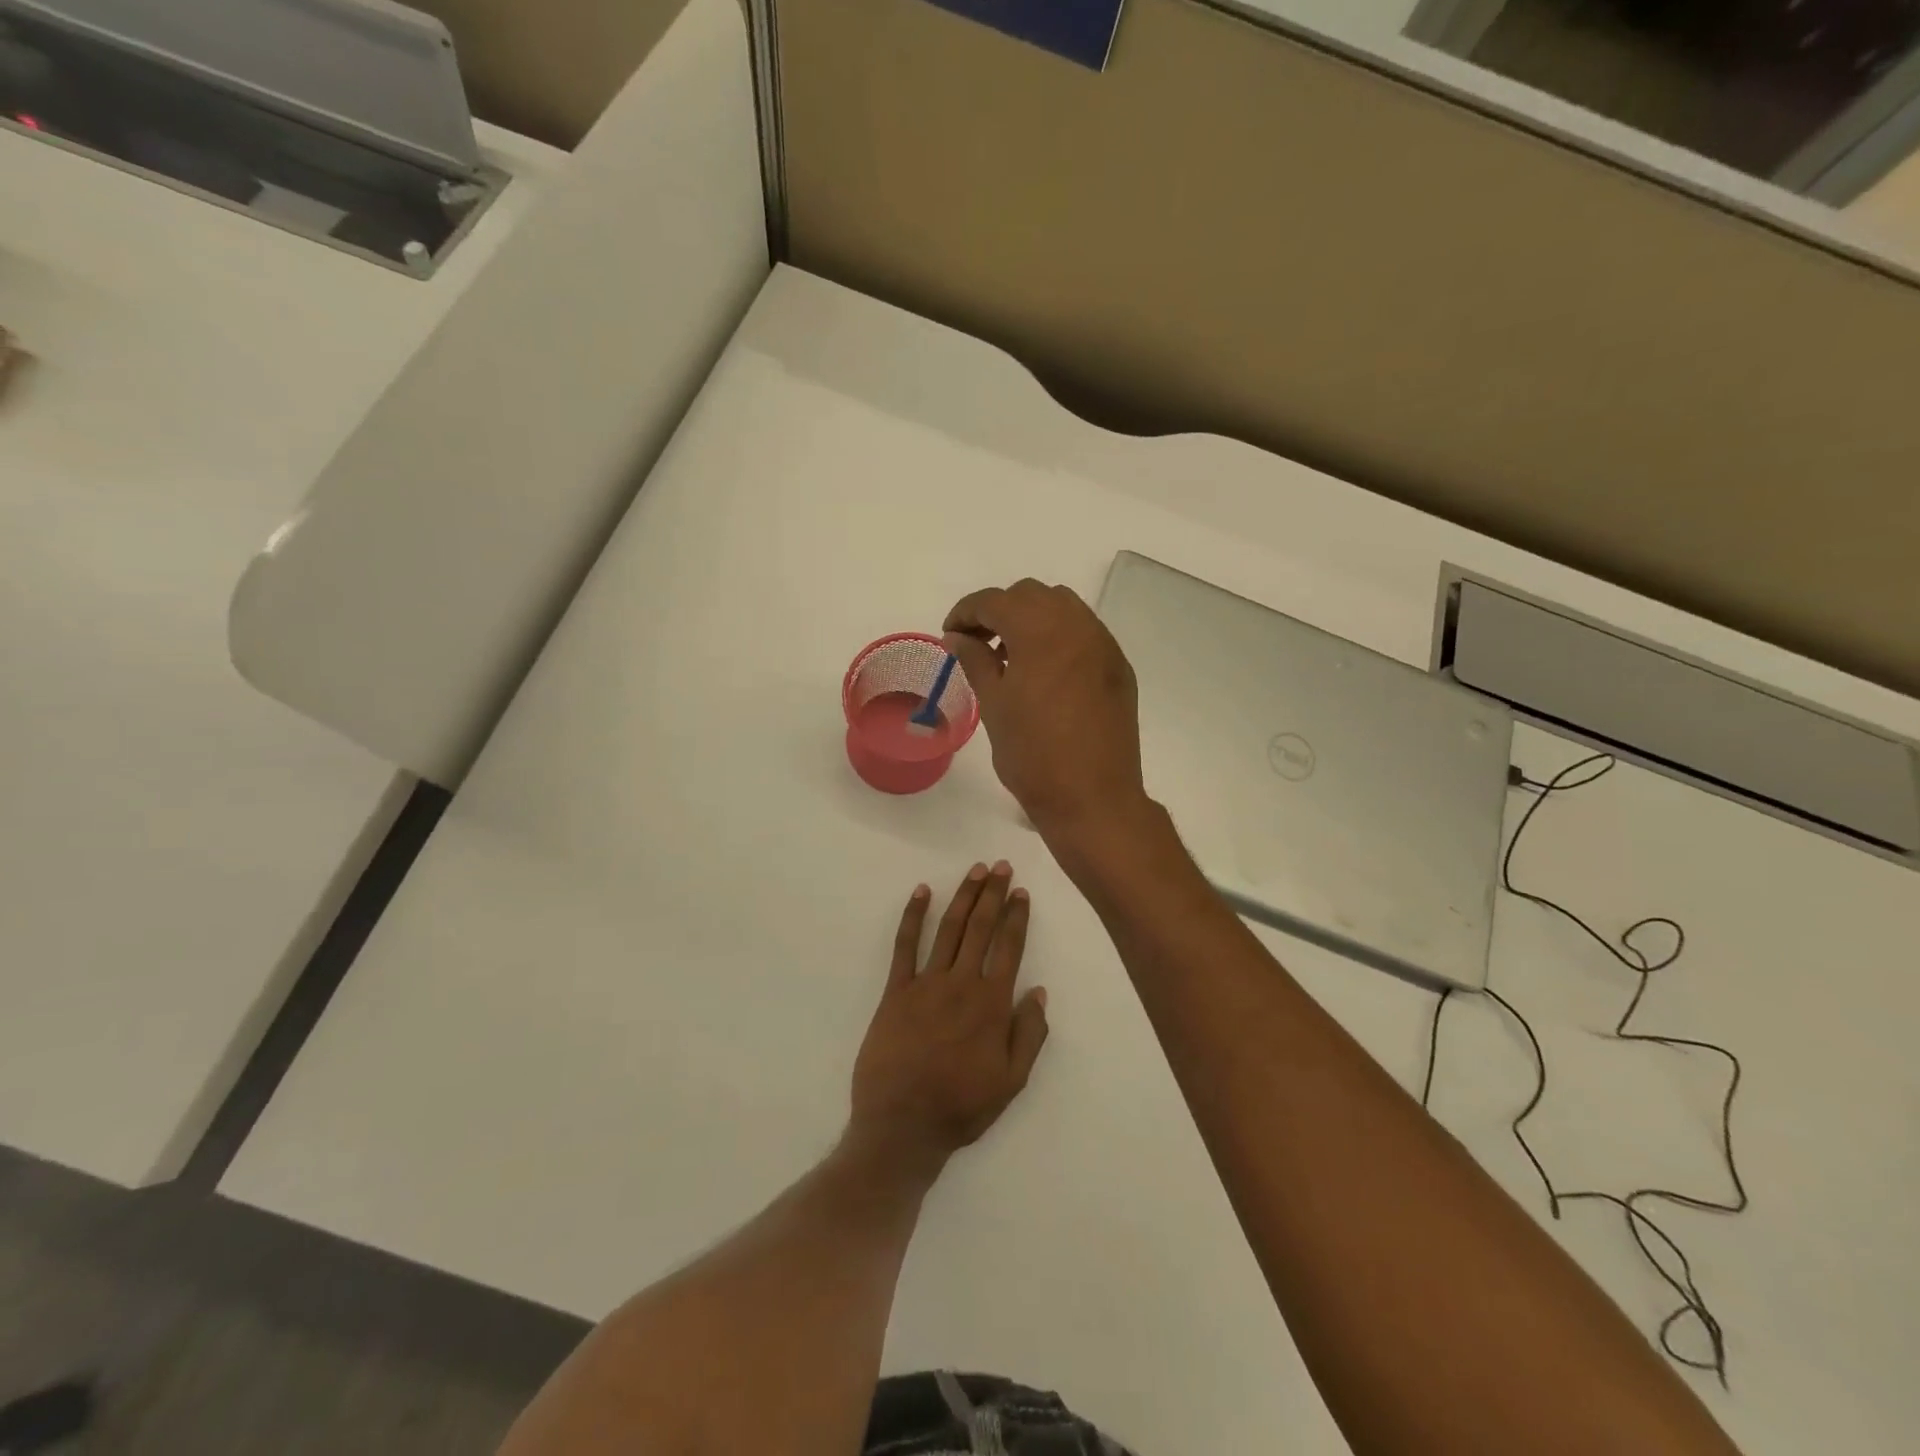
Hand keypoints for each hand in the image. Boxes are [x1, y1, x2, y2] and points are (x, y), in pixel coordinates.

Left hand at [848, 864, 1049, 1179]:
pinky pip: (905, 946)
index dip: (1016, 917)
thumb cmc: (961, 1106)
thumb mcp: (1011, 1082)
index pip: (1009, 948)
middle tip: (1000, 866)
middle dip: (992, 894)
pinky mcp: (896, 991)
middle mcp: (961, 984)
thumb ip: (1029, 1035)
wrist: (902, 1125)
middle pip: (980, 928)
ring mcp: (926, 983)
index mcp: (992, 1004)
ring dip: (963, 896)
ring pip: (949, 929)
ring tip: (974, 871)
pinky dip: (913, 916)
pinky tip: (921, 892)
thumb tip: (1039, 992)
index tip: (1020, 892)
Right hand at [944, 580, 1150, 841]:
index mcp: (1041, 632)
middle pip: (1032, 595)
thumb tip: (958, 636)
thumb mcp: (994, 705)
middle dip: (999, 610)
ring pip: (1063, 607)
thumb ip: (975, 660)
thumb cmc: (1033, 755)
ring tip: (1011, 656)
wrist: (1093, 798)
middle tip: (978, 643)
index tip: (951, 635)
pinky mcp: (1119, 667)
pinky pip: (1084, 632)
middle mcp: (1078, 626)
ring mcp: (1104, 645)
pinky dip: (1059, 636)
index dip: (966, 612)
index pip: (995, 601)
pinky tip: (1045, 671)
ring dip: (1031, 619)